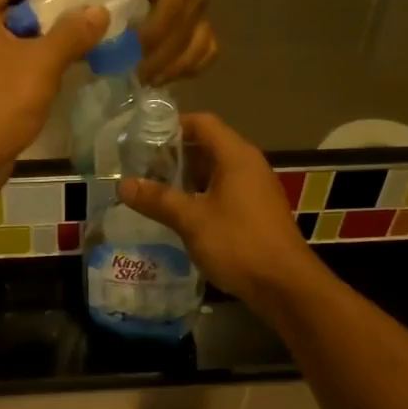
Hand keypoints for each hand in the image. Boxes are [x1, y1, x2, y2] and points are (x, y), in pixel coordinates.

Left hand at [0, 0, 107, 200]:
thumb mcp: (42, 62)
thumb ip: (72, 34)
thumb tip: (98, 12)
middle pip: (9, 2)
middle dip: (47, 8)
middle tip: (80, 20)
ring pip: (12, 36)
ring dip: (45, 38)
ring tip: (79, 47)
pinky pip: (12, 64)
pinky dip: (36, 64)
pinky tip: (62, 76)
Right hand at [116, 112, 317, 305]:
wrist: (285, 286)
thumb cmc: (238, 243)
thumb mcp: (192, 220)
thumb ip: (158, 200)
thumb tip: (123, 185)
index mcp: (236, 156)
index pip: (202, 123)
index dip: (172, 125)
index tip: (143, 138)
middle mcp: (248, 165)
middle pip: (207, 145)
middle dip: (174, 154)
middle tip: (141, 167)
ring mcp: (255, 189)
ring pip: (215, 171)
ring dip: (186, 177)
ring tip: (153, 189)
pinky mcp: (256, 211)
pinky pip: (223, 191)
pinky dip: (200, 195)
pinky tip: (179, 213)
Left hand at [133, 0, 216, 85]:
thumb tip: (92, 21)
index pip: (170, 14)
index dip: (151, 37)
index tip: (131, 54)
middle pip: (183, 38)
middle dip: (159, 62)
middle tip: (136, 78)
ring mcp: (206, 13)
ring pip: (199, 49)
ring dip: (175, 70)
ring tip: (152, 81)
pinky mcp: (208, 23)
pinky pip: (209, 51)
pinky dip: (193, 67)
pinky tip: (172, 76)